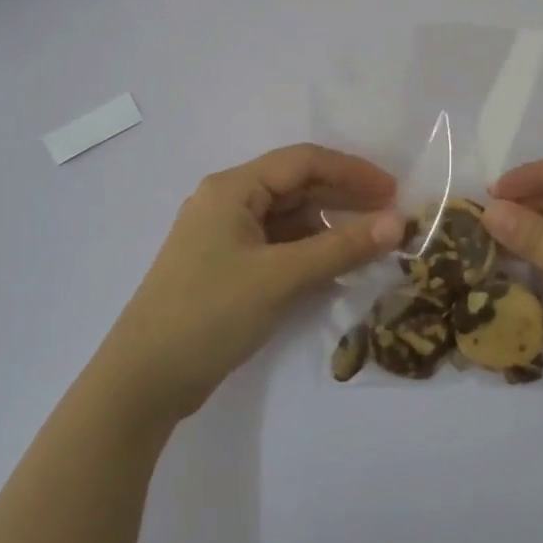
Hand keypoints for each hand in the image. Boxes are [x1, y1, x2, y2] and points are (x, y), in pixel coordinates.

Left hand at [96, 145, 402, 425]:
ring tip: (370, 244)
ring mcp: (225, 237)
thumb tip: (399, 223)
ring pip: (289, 218)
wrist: (144, 381)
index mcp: (232, 188)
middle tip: (389, 217)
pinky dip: (309, 252)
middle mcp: (227, 203)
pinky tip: (336, 267)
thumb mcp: (281, 277)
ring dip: (329, 227)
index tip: (394, 192)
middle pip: (296, 186)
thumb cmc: (210, 313)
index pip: (303, 162)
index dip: (352, 172)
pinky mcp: (228, 268)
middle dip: (344, 198)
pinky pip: (279, 246)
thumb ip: (341, 247)